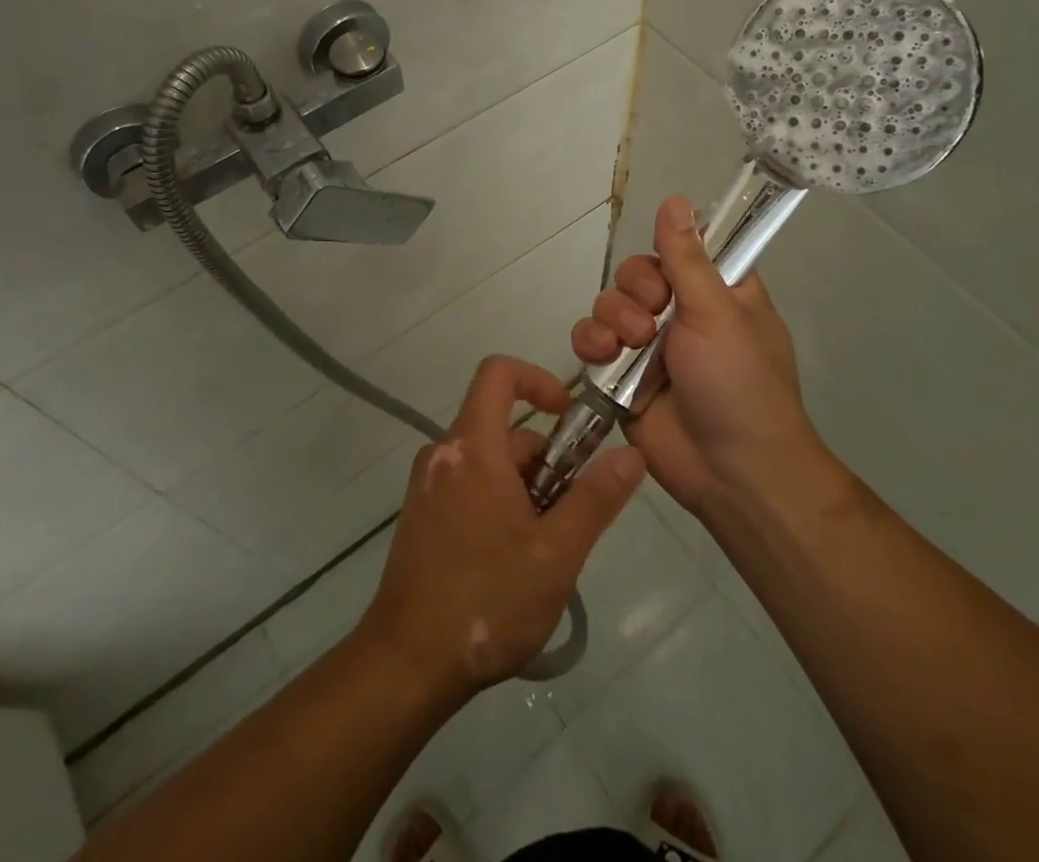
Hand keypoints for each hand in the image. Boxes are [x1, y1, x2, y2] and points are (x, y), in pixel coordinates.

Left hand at [359, 356, 643, 698]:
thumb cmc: (486, 601)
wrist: (406, 664)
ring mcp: (428, 485)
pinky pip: (470, 485)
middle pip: (504, 429)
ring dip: (526, 489)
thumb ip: (596, 498)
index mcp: (472, 447)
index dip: (538, 380)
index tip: (569, 417)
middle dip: (546, 461)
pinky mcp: (422, 515)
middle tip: (568, 518)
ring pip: (491, 462)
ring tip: (544, 549)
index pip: (499, 373)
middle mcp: (444, 454)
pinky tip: (513, 560)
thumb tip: (631, 454)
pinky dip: (500, 503)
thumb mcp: (557, 553)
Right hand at [571, 195, 828, 517]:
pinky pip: (591, 341)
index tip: (668, 264)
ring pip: (609, 303)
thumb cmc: (739, 384)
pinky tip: (603, 356)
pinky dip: (590, 343)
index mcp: (718, 291)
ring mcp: (649, 345)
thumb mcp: (718, 313)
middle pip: (637, 273)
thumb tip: (676, 198)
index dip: (668, 249)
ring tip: (631, 345)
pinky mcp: (620, 375)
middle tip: (654, 317)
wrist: (730, 473)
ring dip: (613, 318)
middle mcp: (682, 312)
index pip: (683, 247)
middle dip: (636, 290)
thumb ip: (687, 258)